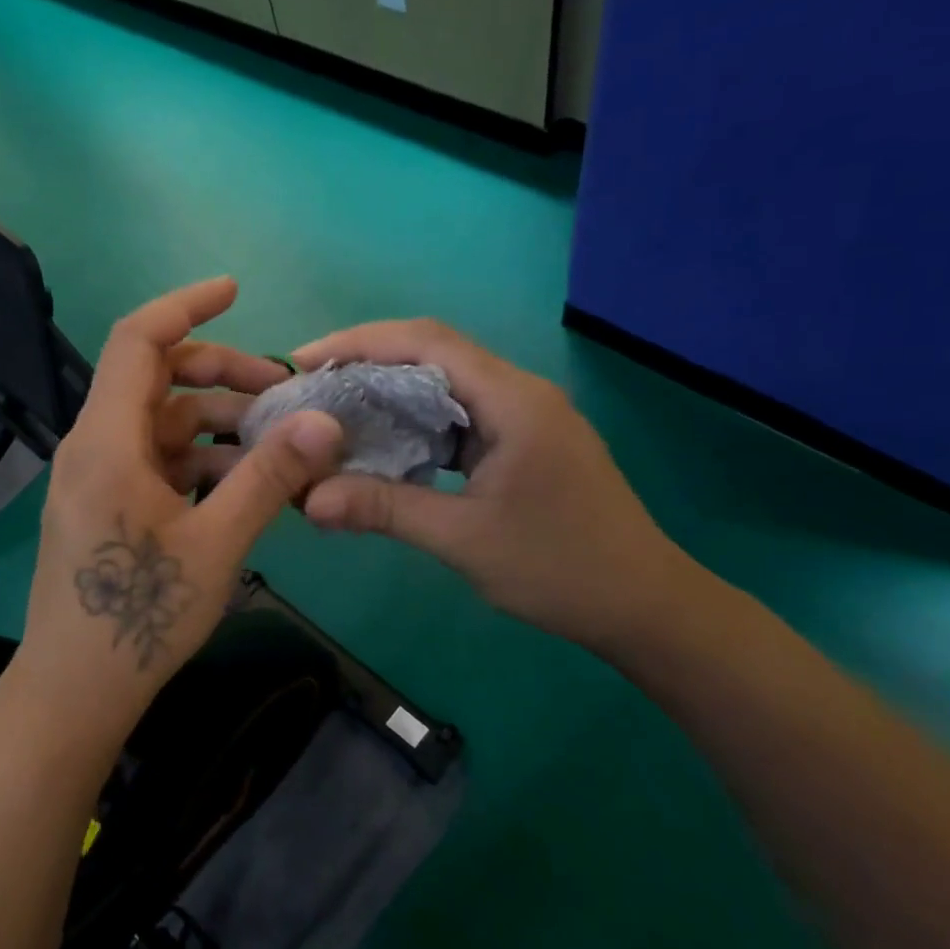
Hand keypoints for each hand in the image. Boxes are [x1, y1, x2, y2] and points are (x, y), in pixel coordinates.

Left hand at [12, 278, 344, 736]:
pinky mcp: (106, 504)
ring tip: (277, 445)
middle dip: (221, 374)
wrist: (76, 689)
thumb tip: (324, 420)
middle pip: (157, 379)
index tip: (235, 291)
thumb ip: (270, 475)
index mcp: (108, 440)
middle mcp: (95, 445)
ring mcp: (98, 476)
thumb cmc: (141, 615)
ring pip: (162, 423)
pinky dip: (200, 459)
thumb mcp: (218, 542)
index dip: (186, 305)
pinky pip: (157, 460)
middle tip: (281, 392)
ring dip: (217, 424)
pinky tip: (243, 483)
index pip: (138, 340)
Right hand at [293, 320, 691, 658]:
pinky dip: (416, 422)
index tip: (304, 360)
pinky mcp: (524, 441)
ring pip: (446, 384)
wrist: (645, 606)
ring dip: (391, 391)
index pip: (426, 342)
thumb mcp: (463, 539)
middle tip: (310, 387)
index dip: (360, 341)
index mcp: (513, 399)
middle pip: (434, 353)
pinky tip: (385, 445)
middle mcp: (520, 392)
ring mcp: (525, 416)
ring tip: (335, 412)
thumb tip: (308, 500)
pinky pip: (460, 415)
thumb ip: (384, 509)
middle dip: (367, 362)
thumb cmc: (560, 569)